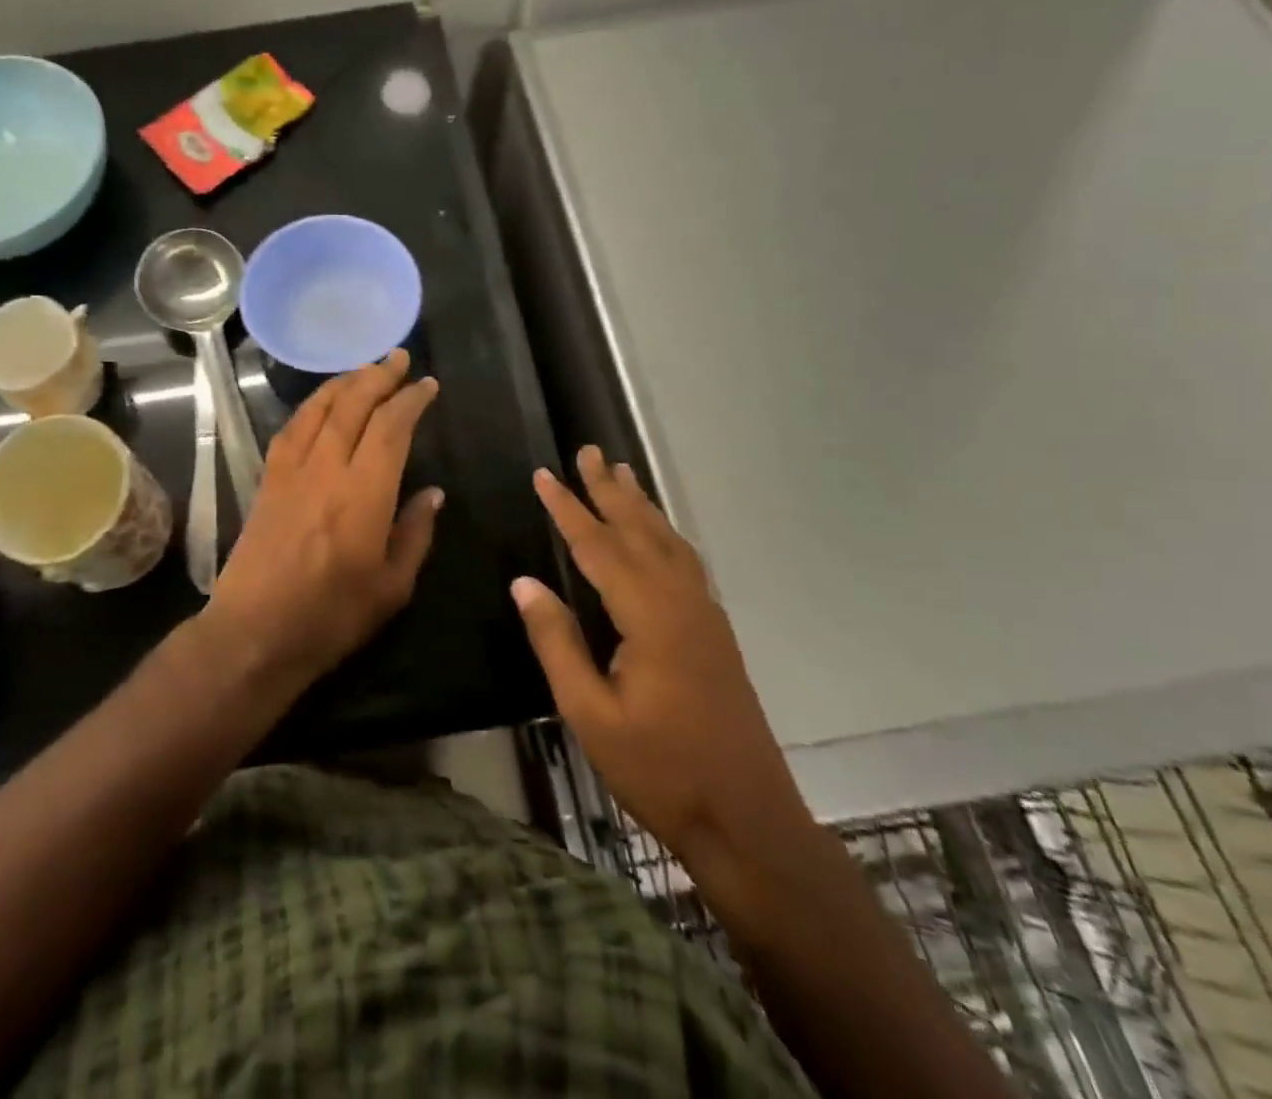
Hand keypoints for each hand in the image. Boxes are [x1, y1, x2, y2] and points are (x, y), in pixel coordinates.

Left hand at [201, 349, 441, 690]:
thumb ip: (414, 534)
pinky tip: (320, 404)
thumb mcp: (391, 587)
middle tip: (399, 358)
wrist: (254, 633)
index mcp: (363, 495)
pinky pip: (290, 429)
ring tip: (365, 369)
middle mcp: (325, 470)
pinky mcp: (267, 481)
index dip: (410, 401)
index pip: (390, 428)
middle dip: (378, 375)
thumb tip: (432, 493)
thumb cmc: (330, 618)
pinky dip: (310, 407)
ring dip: (343, 383)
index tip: (427, 385)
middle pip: (352, 406)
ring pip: (317, 410)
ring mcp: (290, 472)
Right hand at [512, 446, 811, 865]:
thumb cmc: (659, 769)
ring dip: (641, 506)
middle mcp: (682, 603)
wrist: (747, 819)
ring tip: (622, 473)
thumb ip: (556, 642)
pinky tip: (657, 534)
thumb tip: (524, 582)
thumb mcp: (590, 713)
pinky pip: (685, 563)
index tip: (544, 475)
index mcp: (650, 617)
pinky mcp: (714, 633)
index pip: (599, 547)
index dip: (569, 509)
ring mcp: (705, 616)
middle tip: (589, 451)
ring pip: (668, 543)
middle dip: (610, 490)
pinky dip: (665, 534)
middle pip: (640, 531)